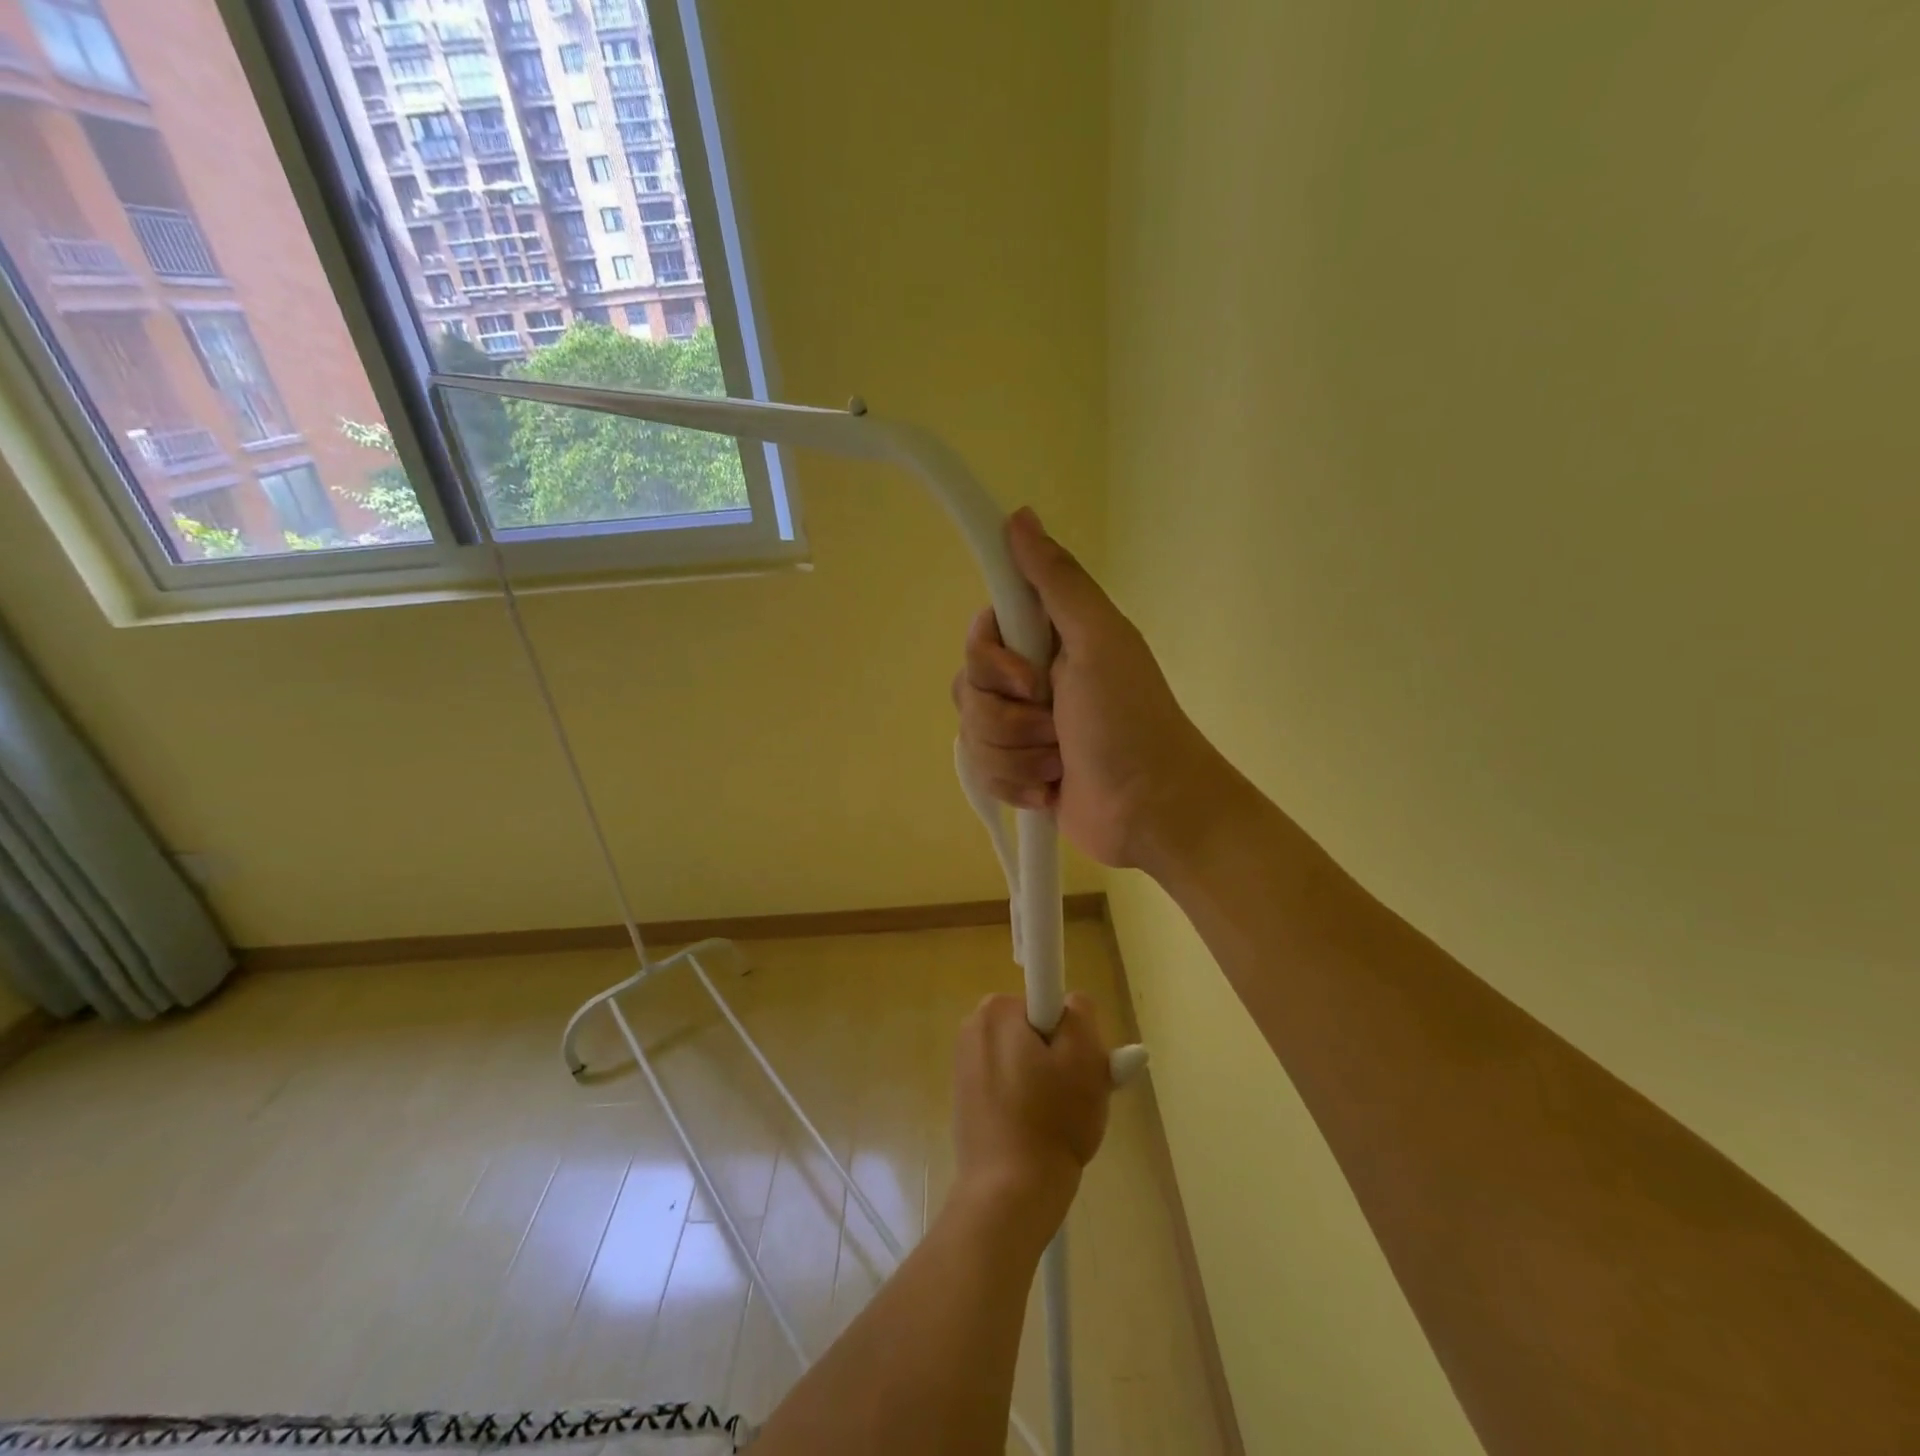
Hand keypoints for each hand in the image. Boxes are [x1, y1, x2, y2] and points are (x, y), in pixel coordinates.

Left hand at [951, 992, 1111, 1235]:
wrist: (1009, 1193)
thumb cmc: (1052, 1120)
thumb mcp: (1085, 1058)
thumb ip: (1082, 1014)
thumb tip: (1071, 1003)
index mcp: (996, 1011)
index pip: (1048, 1002)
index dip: (1070, 1032)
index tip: (1077, 1067)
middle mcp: (973, 1027)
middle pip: (1036, 1029)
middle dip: (1059, 1056)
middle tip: (1077, 1094)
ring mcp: (964, 1063)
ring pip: (1025, 1057)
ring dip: (1046, 1080)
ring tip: (1059, 1119)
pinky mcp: (965, 1095)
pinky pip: (1009, 1083)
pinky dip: (1026, 1099)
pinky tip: (1038, 1130)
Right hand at [953, 508, 1228, 871]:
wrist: (1151, 809)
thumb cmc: (1129, 719)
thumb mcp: (1099, 639)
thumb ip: (1057, 581)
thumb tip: (1020, 516)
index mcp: (1048, 642)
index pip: (980, 634)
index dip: (992, 659)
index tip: (1028, 676)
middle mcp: (1030, 681)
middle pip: (967, 687)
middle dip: (1008, 716)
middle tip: (1055, 722)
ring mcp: (1022, 731)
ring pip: (971, 734)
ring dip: (1017, 754)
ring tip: (1059, 763)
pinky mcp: (1018, 773)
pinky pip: (981, 772)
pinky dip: (1017, 784)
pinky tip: (1049, 790)